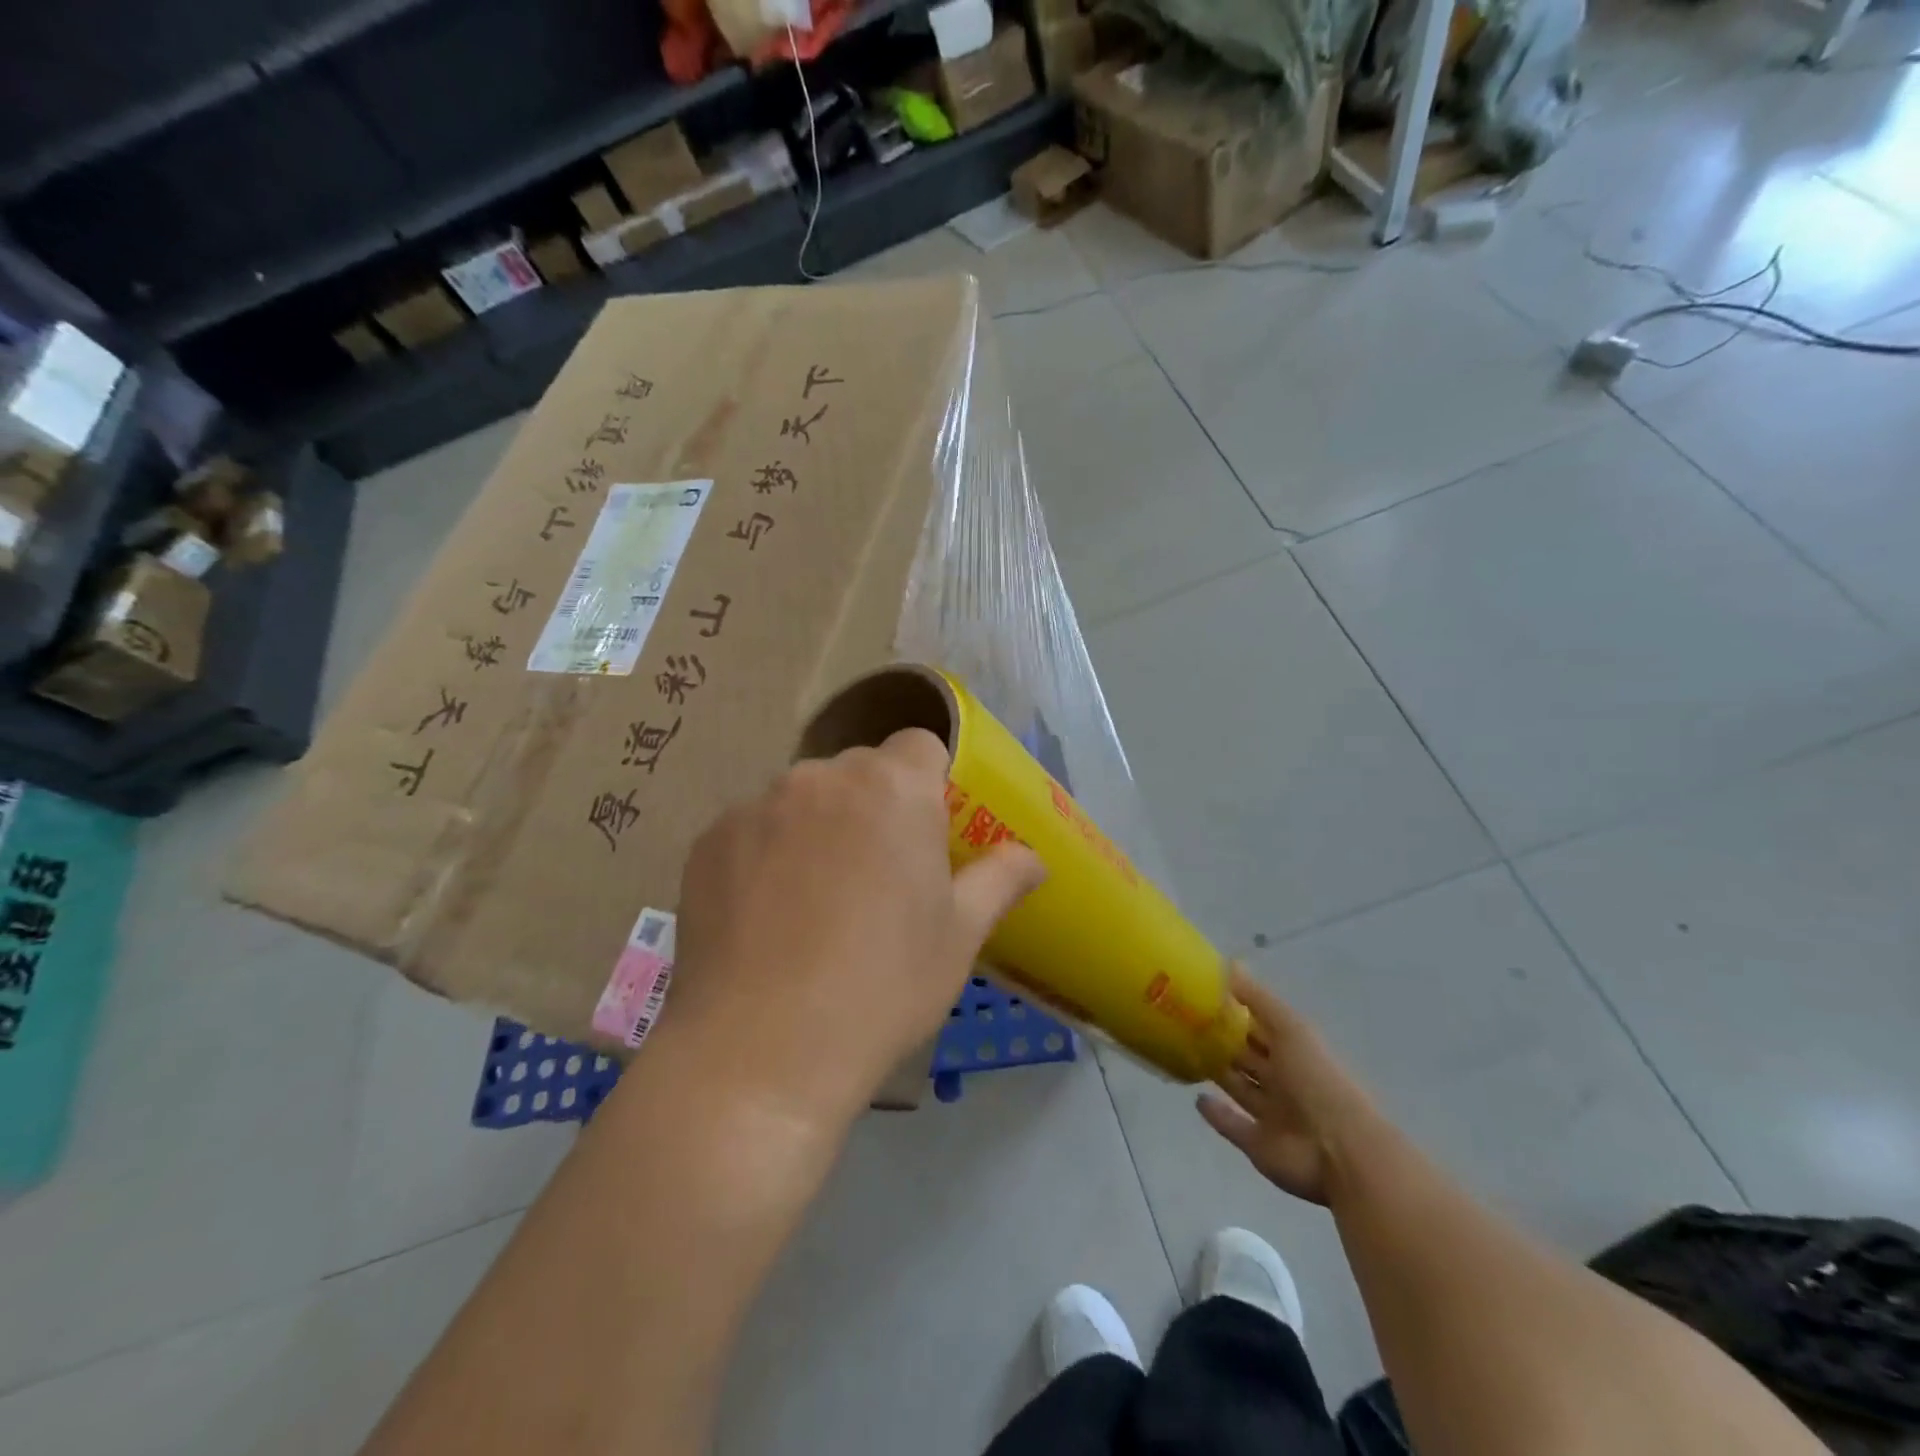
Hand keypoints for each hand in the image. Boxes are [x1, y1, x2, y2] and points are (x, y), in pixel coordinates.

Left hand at [670, 727, 1044, 1116]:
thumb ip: (1000, 879)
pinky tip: (764, 917)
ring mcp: (756, 805)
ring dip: (818, 828)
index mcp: (892, 788)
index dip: (930, 782)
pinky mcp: (708, 840)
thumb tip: (1035, 857)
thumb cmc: (882, 988)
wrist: (759, 1053)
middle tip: (876, 877)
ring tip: (814, 902)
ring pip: (803, 799)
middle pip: (859, 771)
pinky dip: (765, 854)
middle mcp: (820, 777)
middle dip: (875, 807)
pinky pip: (753, 829)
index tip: (927, 835)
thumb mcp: (959, 937)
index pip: (920, 744)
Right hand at [1197, 968, 1382, 1205]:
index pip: (1260, 1025)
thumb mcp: (1290, 1028)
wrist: (1340, 1152)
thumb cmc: (1316, 1080)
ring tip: (1183, 1052)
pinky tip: (1197, 1099)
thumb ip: (1257, 998)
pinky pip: (1233, 1126)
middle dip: (1222, 1040)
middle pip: (1248, 1056)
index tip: (1200, 993)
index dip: (1234, 1009)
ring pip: (1239, 1087)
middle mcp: (1283, 1080)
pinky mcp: (1258, 1144)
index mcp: (1294, 1050)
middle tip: (1183, 1020)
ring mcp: (1272, 1114)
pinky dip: (1216, 1114)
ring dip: (1218, 1072)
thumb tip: (1226, 964)